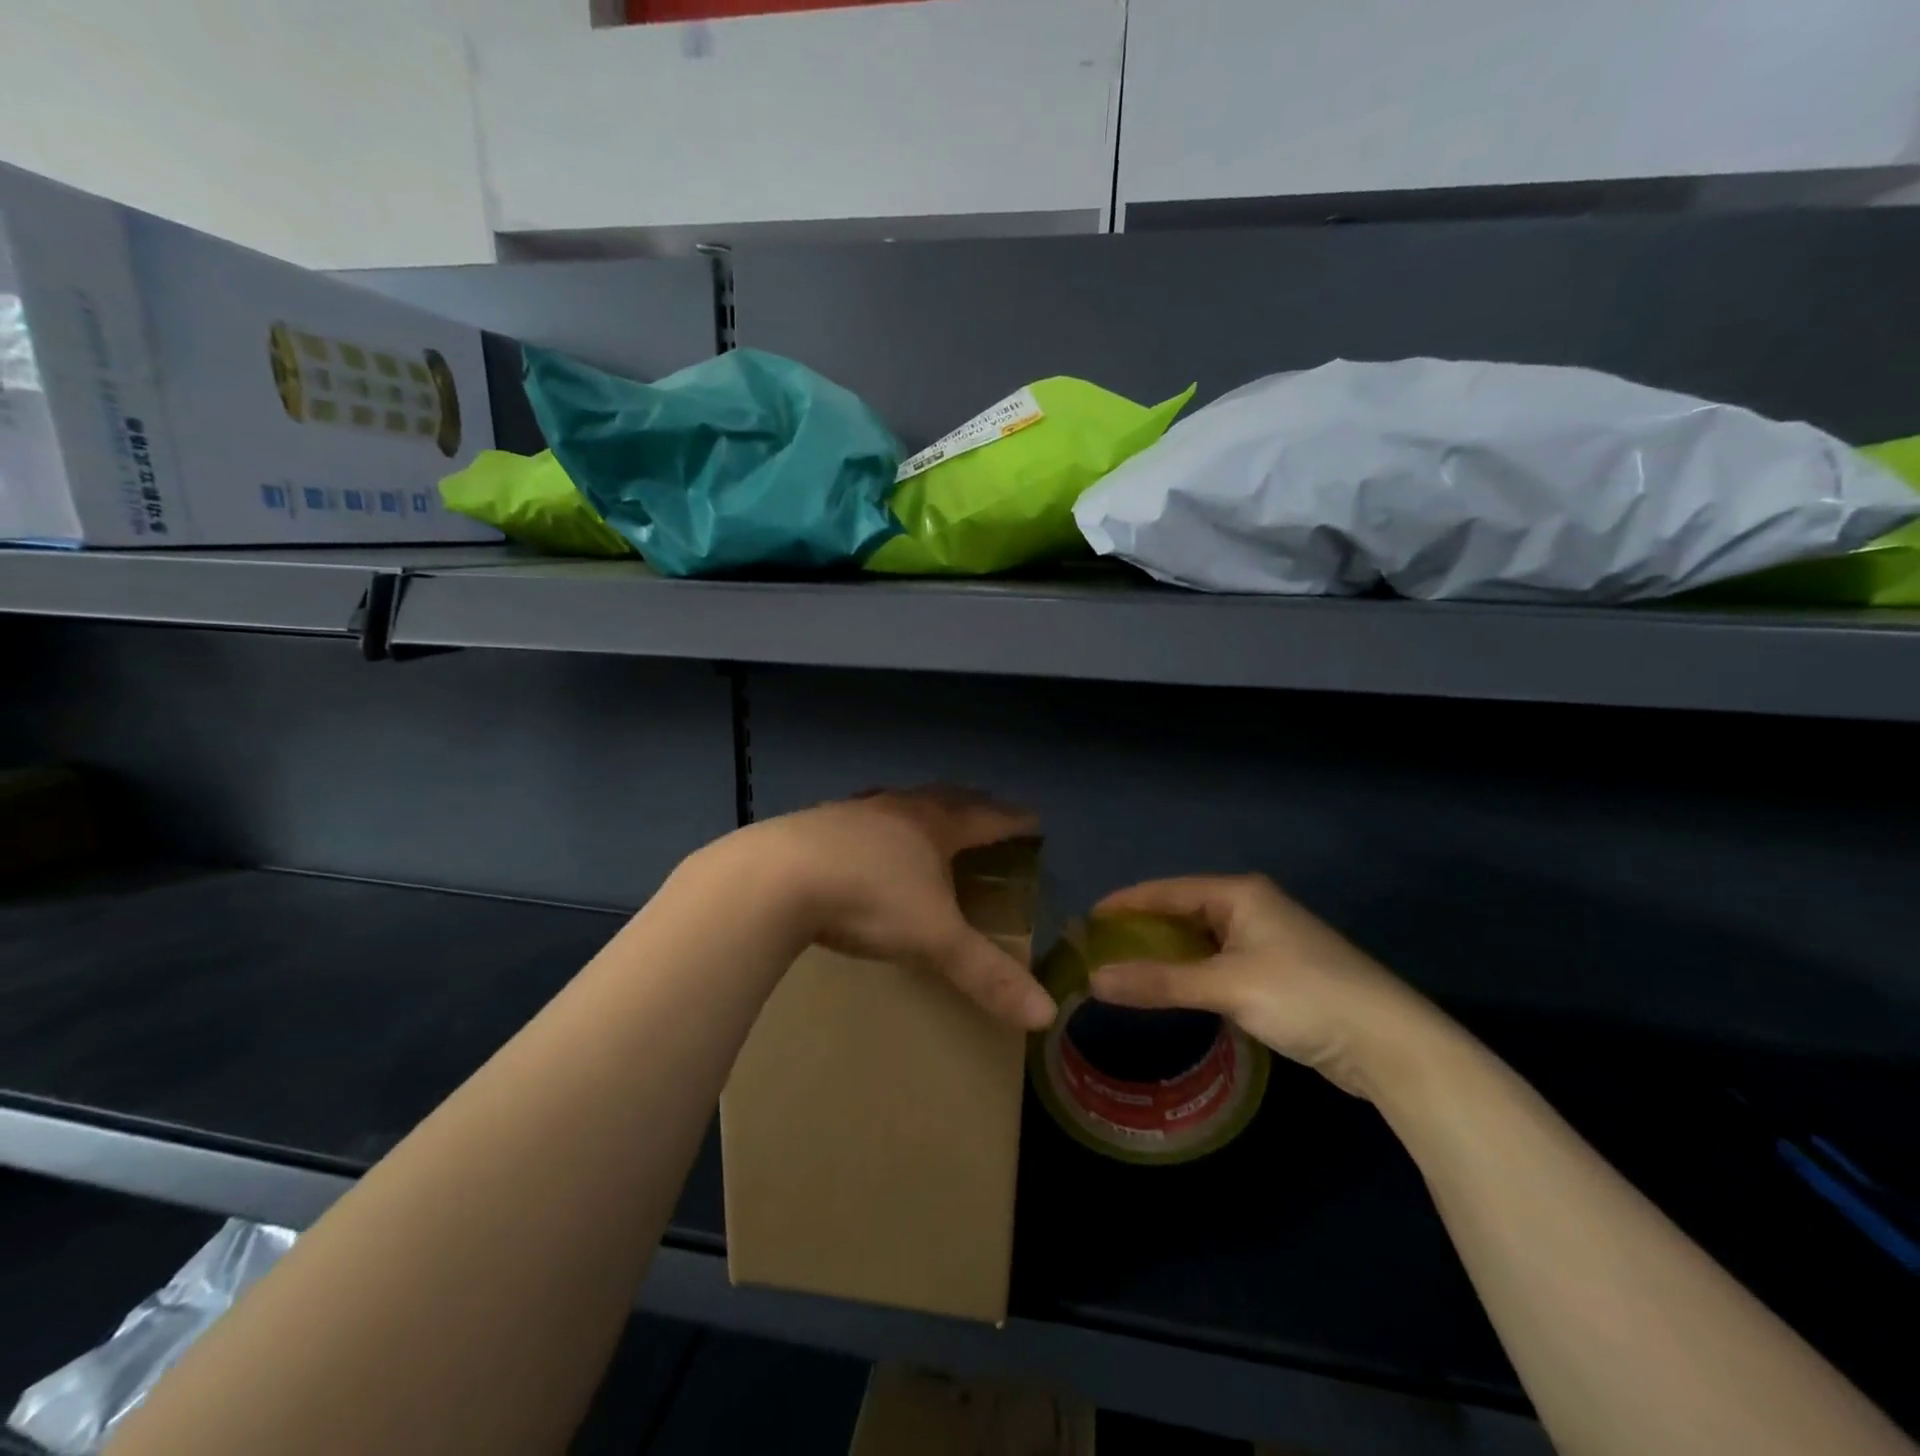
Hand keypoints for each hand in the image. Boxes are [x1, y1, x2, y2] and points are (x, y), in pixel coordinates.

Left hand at [748, 787, 1055, 1030]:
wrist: (777, 878)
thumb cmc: (870, 898)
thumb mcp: (936, 939)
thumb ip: (988, 975)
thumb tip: (1044, 1014)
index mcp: (935, 825)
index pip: (987, 817)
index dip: (1013, 820)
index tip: (1033, 820)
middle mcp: (898, 808)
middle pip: (945, 798)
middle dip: (971, 804)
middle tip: (987, 809)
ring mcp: (854, 811)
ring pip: (899, 801)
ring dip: (922, 806)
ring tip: (929, 815)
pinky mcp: (816, 821)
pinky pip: (860, 815)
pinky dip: (876, 821)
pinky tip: (864, 835)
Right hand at [1089, 875, 1450, 1098]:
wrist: (1390, 1044)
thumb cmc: (1304, 996)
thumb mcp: (1226, 987)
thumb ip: (1160, 983)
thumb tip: (1093, 981)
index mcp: (1239, 894)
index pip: (1167, 890)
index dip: (1125, 903)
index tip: (1085, 919)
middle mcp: (1250, 908)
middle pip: (1182, 912)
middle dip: (1141, 930)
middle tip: (1099, 949)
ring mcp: (1266, 941)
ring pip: (1200, 942)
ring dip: (1165, 956)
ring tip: (1123, 970)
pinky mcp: (1276, 974)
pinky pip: (1217, 965)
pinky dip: (1190, 975)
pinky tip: (1170, 991)